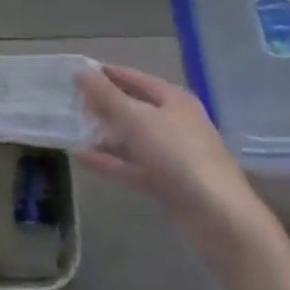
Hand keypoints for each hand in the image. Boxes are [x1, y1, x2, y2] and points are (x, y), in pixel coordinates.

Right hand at [77, 64, 270, 239]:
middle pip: (133, 107)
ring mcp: (171, 155)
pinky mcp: (166, 183)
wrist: (219, 217)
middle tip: (70, 103)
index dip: (105, 74)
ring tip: (72, 130)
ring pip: (131, 138)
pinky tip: (82, 157)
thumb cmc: (179, 156)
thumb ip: (107, 96)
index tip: (75, 74)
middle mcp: (173, 122)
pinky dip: (109, 161)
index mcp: (173, 99)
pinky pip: (132, 166)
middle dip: (103, 105)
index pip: (133, 78)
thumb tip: (81, 71)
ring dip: (104, 134)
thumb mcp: (138, 119)